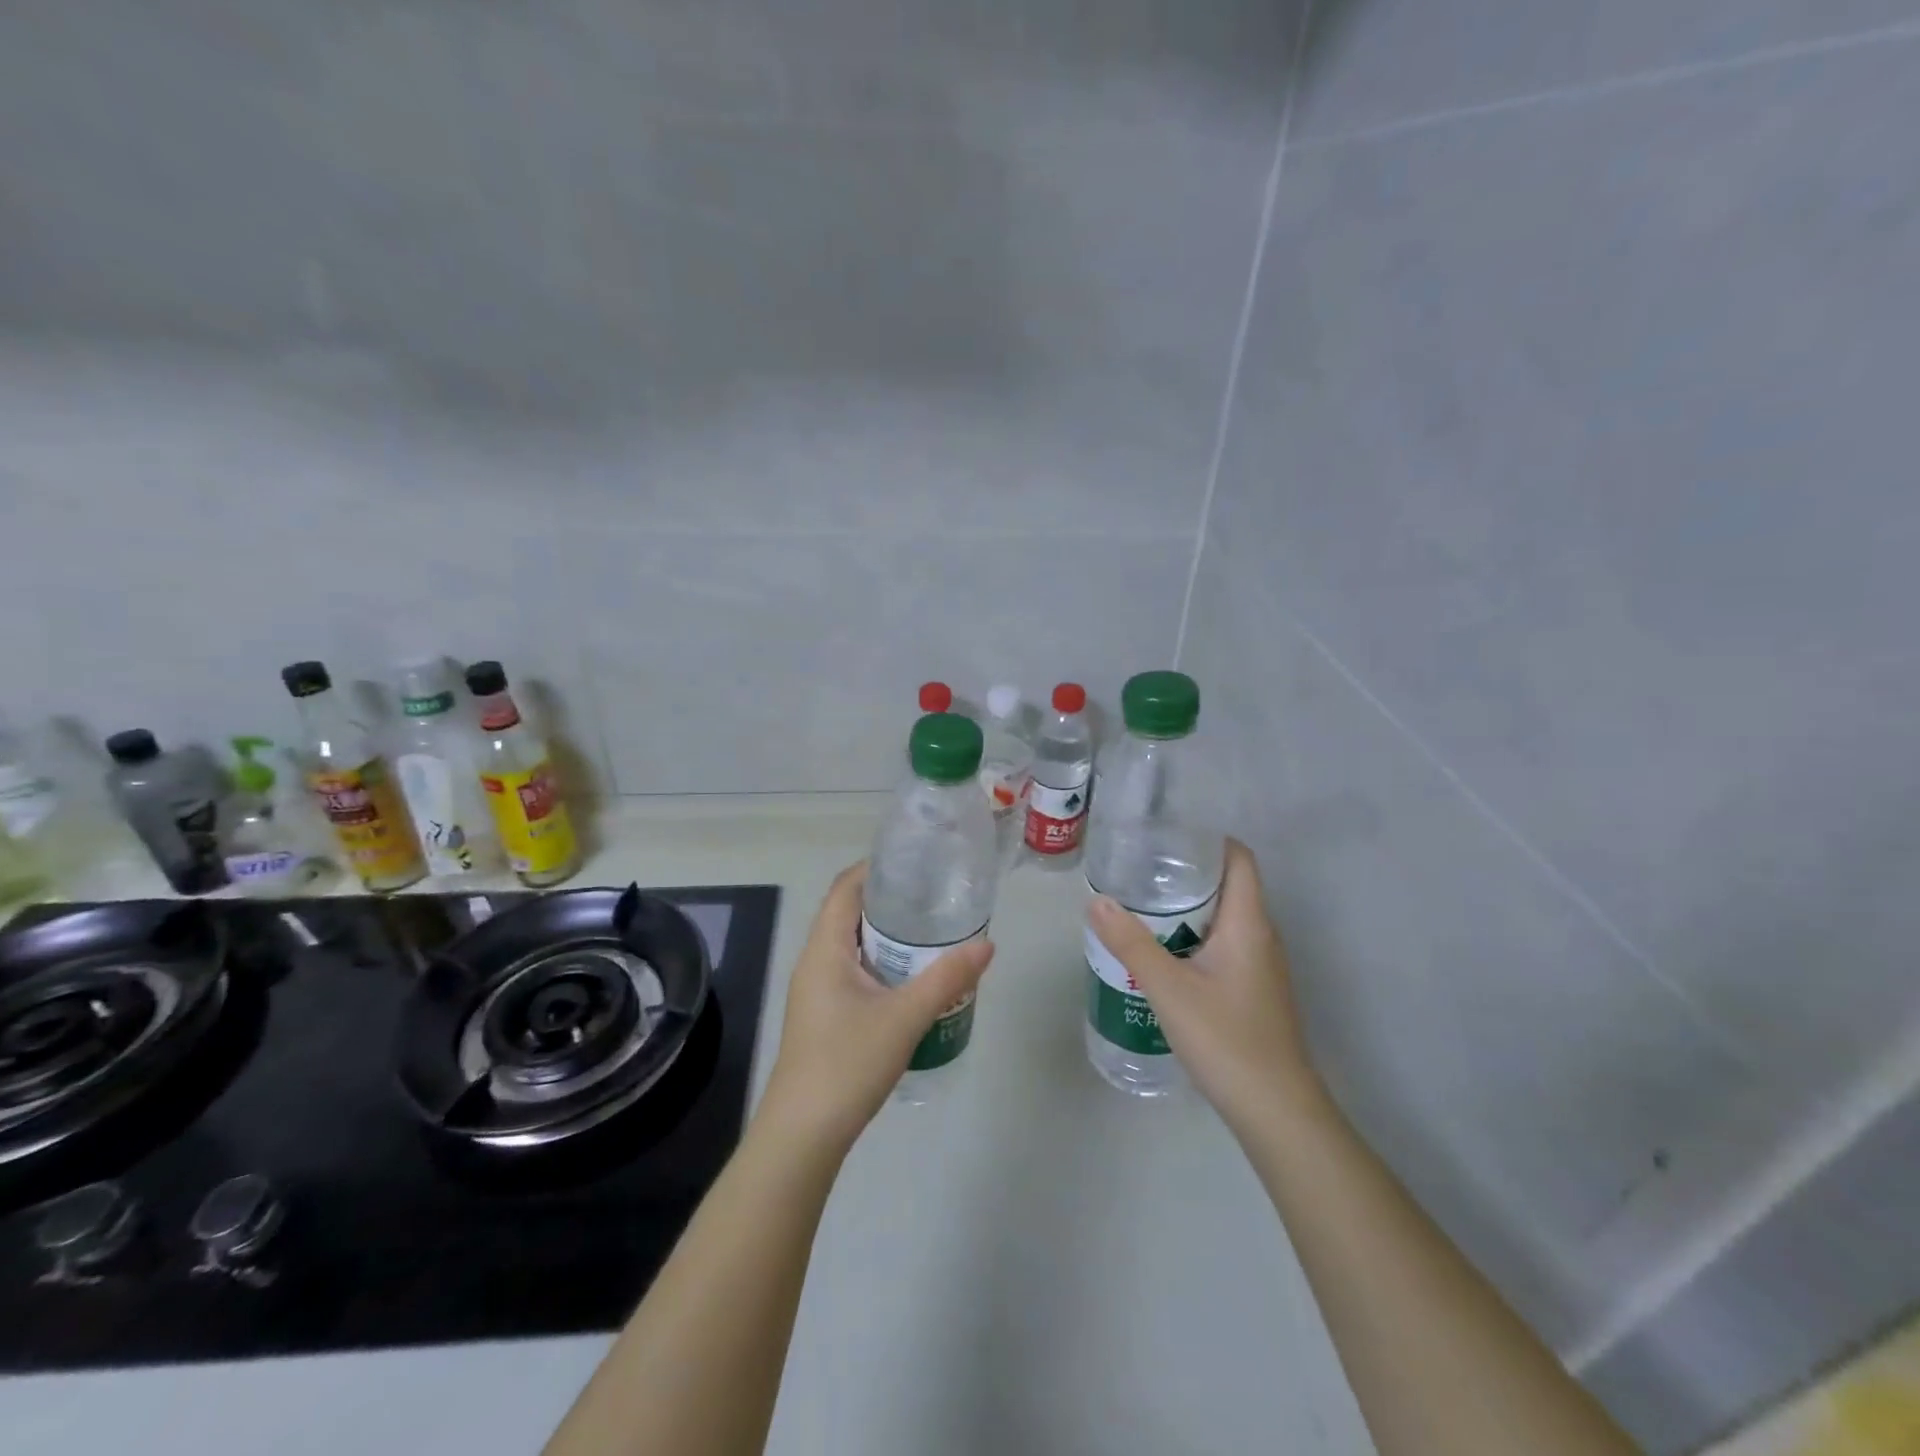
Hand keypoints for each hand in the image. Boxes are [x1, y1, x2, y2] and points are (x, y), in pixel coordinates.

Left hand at [758, 862, 994, 1152]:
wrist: (803, 1135)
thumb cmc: (847, 1063)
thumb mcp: (905, 1017)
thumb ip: (947, 978)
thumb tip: (987, 943)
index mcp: (824, 949)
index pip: (845, 888)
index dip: (875, 868)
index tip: (915, 860)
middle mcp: (815, 961)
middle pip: (849, 912)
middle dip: (889, 899)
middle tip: (935, 894)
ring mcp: (817, 990)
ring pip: (853, 944)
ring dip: (887, 934)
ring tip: (931, 929)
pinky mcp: (824, 1015)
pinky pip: (853, 970)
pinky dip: (882, 961)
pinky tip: (912, 977)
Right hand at [1087, 839, 1319, 1130]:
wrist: (1276, 1111)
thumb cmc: (1226, 1039)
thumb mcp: (1168, 988)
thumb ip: (1130, 943)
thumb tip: (1096, 901)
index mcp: (1249, 923)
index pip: (1238, 858)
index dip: (1206, 840)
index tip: (1165, 837)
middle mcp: (1261, 936)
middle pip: (1228, 885)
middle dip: (1185, 872)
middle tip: (1139, 868)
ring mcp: (1261, 965)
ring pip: (1224, 918)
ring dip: (1187, 907)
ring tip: (1141, 904)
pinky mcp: (1254, 990)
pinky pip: (1223, 945)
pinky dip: (1193, 935)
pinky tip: (1161, 952)